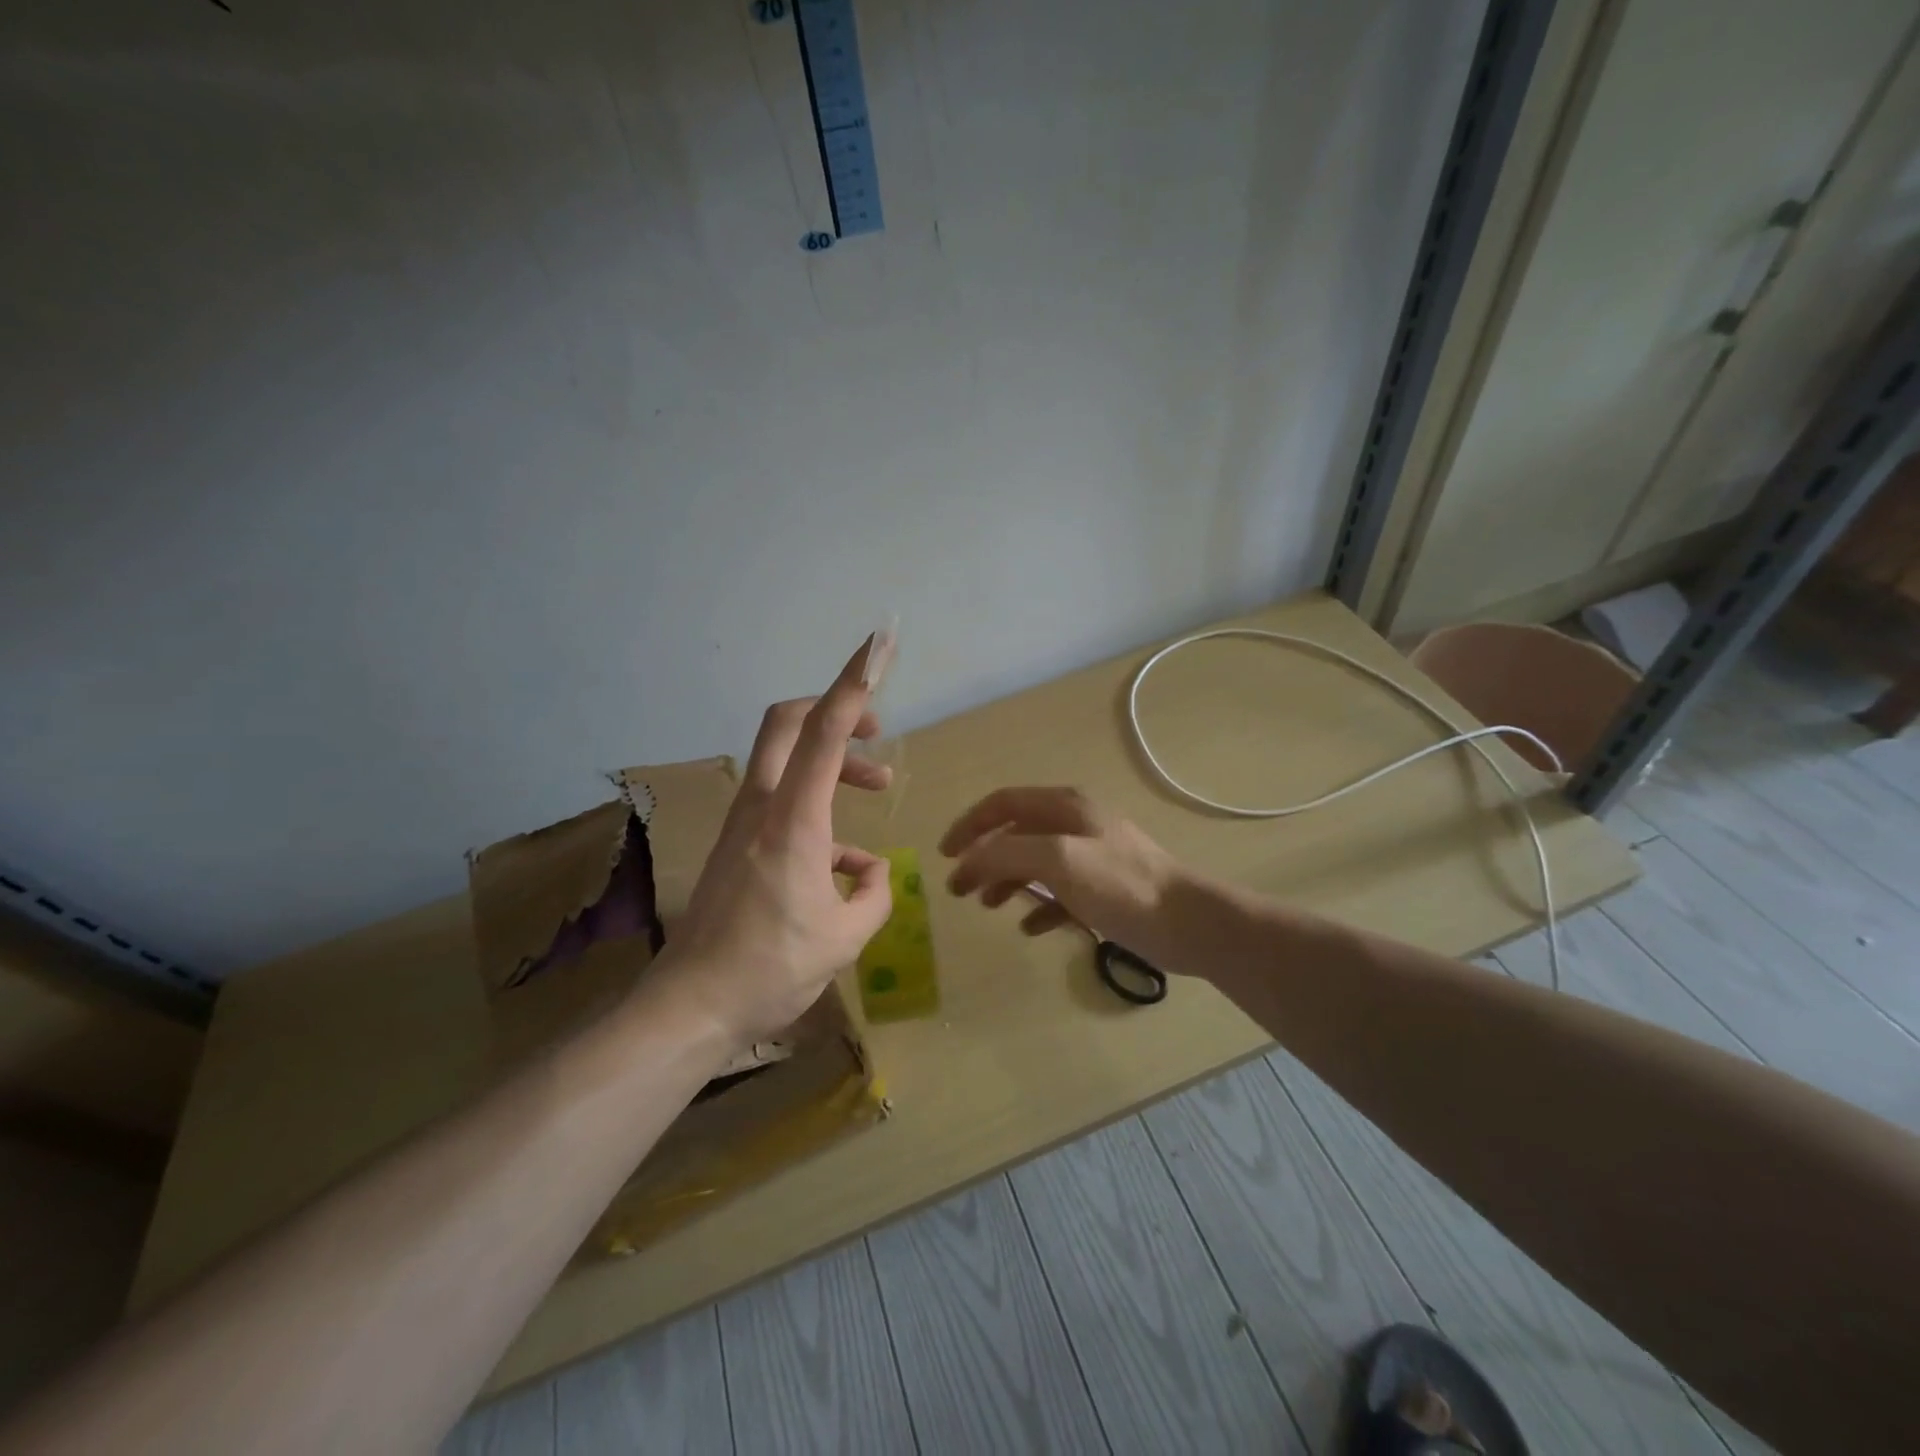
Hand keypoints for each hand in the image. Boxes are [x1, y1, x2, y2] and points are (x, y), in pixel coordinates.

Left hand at [652, 640, 894, 1047]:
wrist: (691, 1008)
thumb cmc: (771, 970)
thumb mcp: (846, 938)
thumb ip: (874, 895)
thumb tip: (871, 872)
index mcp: (794, 821)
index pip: (826, 731)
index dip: (855, 682)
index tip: (879, 645)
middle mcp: (762, 808)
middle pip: (787, 722)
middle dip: (834, 708)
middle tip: (876, 727)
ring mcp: (743, 824)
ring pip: (788, 760)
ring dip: (834, 761)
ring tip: (878, 786)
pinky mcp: (737, 844)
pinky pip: (783, 802)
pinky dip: (820, 808)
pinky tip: (846, 861)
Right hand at [939, 788, 1181, 964]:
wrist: (1188, 923)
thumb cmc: (1122, 885)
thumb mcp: (1060, 860)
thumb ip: (1009, 853)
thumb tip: (969, 858)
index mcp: (1064, 806)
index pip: (1002, 803)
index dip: (969, 824)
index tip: (945, 855)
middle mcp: (1074, 824)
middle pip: (1014, 833)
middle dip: (983, 858)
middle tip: (959, 889)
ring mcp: (1089, 856)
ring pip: (1033, 862)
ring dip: (1005, 881)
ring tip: (987, 906)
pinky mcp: (1101, 888)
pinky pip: (1058, 893)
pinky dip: (1039, 906)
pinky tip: (1030, 927)